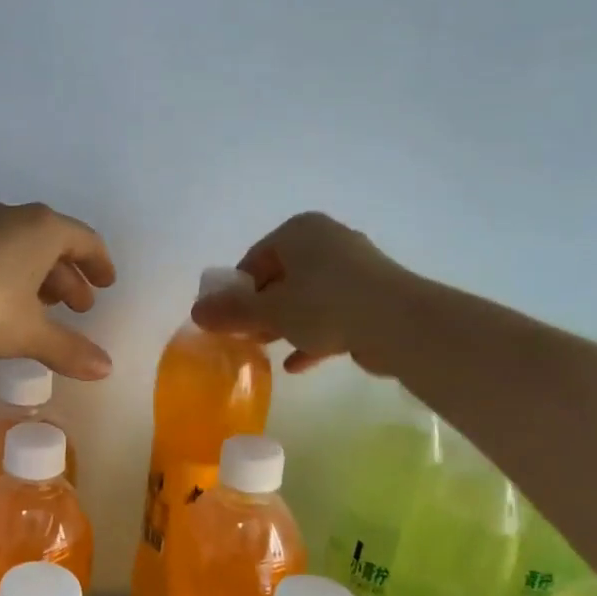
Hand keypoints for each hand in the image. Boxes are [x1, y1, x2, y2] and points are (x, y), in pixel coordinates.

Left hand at [0, 201, 116, 378]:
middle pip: (54, 243)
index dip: (100, 264)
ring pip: (22, 245)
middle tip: (77, 308)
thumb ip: (69, 349)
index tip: (107, 284)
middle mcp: (14, 215)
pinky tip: (2, 301)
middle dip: (69, 277)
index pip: (85, 240)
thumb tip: (106, 368)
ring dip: (40, 276)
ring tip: (42, 309)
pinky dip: (10, 271)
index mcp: (43, 228)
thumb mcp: (29, 333)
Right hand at [191, 212, 412, 373]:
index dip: (236, 291)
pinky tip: (297, 364)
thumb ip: (231, 312)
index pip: (254, 259)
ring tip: (267, 350)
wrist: (400, 324)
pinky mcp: (373, 297)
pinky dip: (314, 334)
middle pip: (281, 277)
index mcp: (299, 231)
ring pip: (307, 296)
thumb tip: (196, 312)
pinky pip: (333, 313)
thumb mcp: (269, 311)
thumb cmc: (325, 305)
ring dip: (285, 324)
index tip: (228, 319)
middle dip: (261, 309)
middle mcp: (327, 240)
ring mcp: (355, 268)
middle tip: (246, 336)